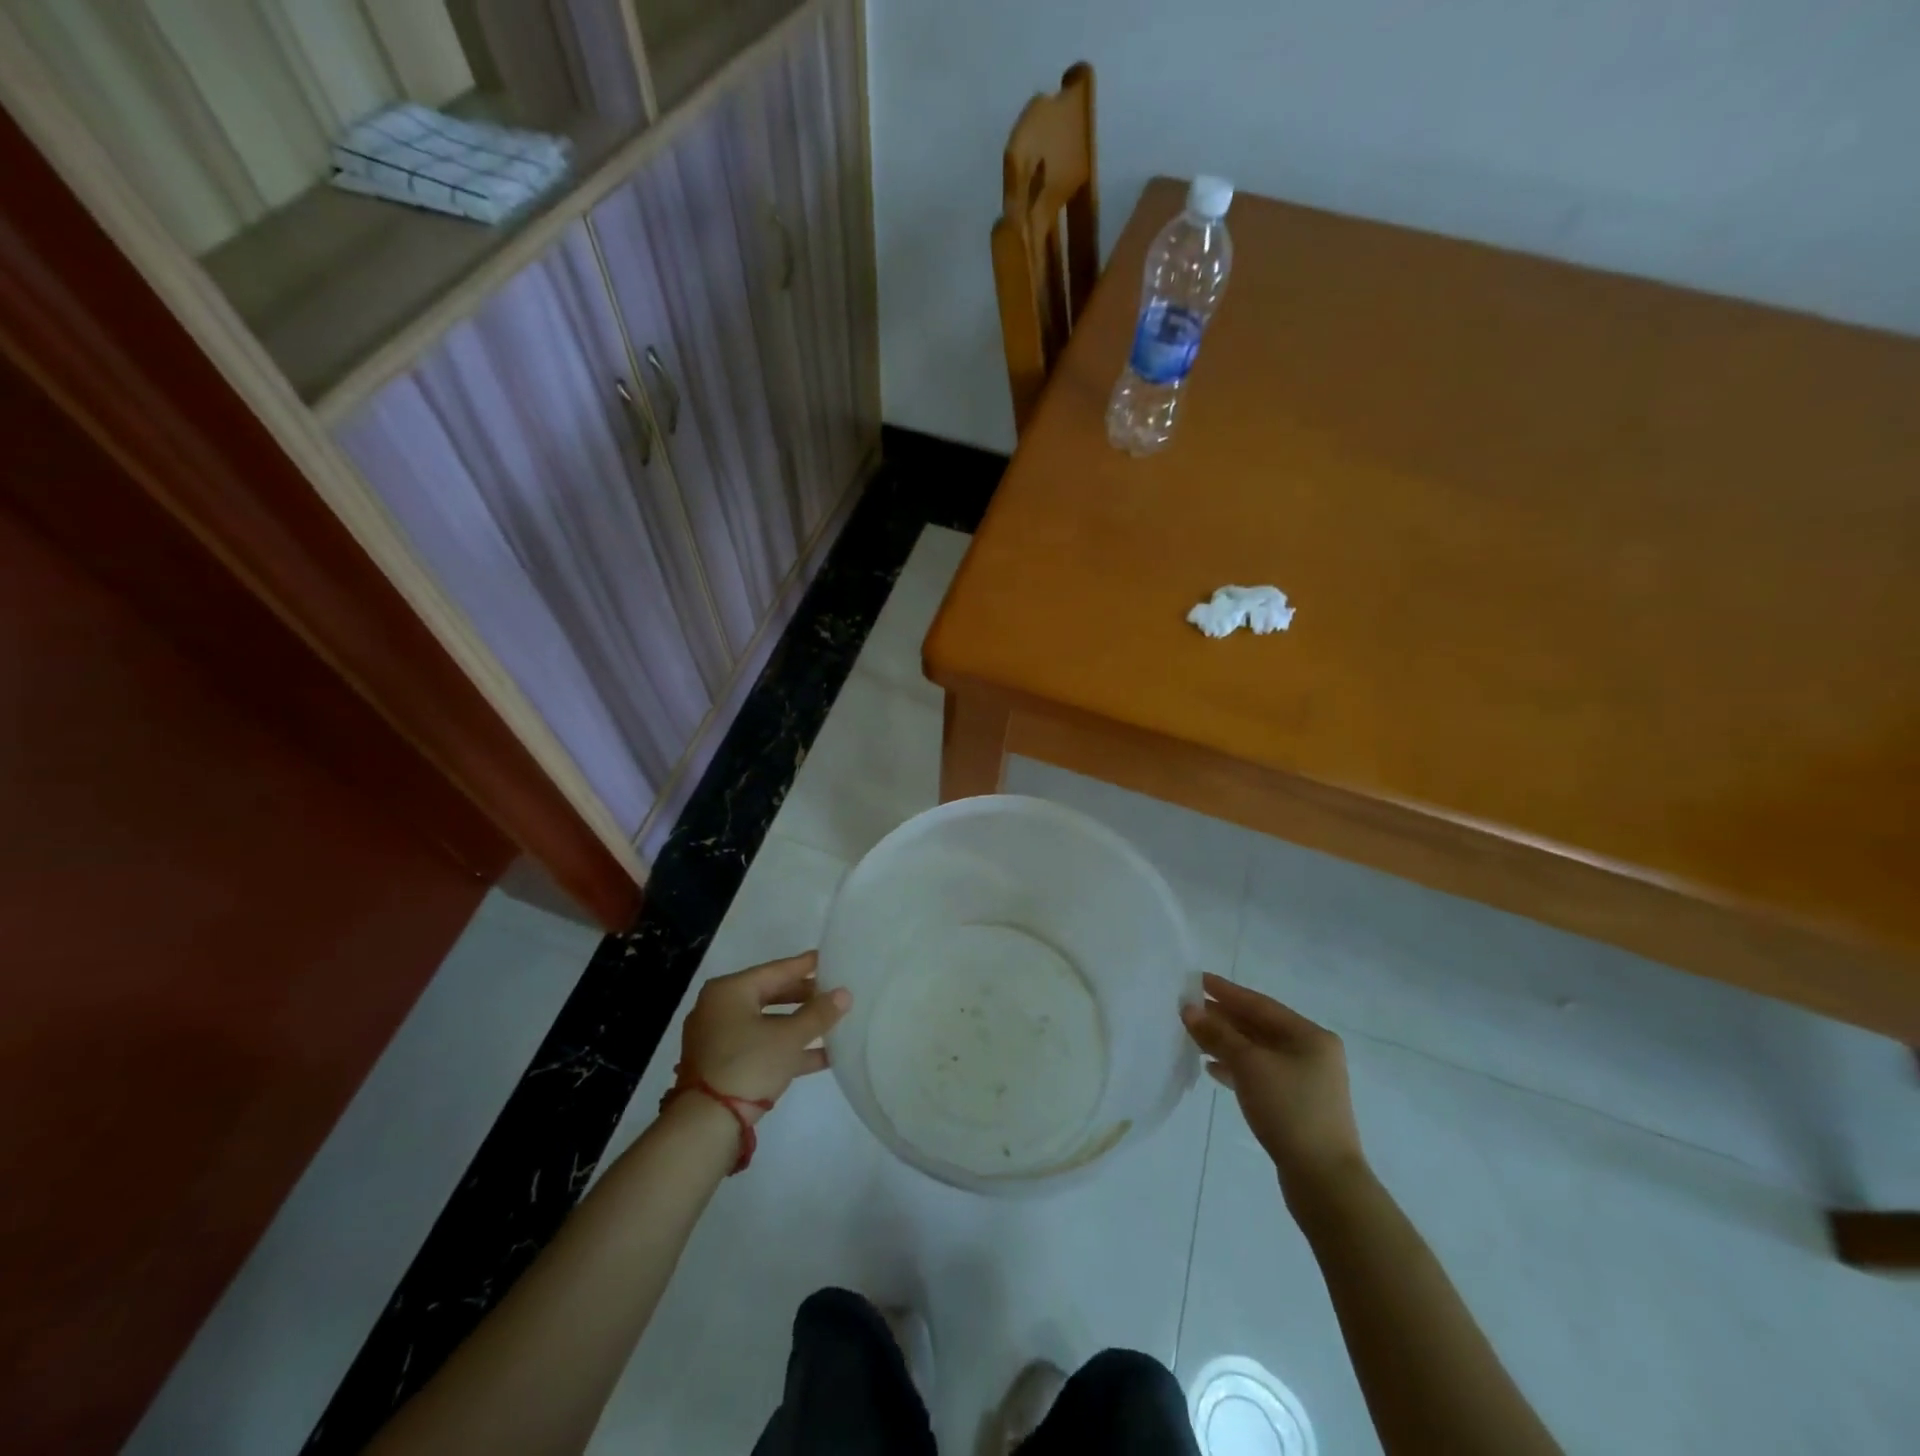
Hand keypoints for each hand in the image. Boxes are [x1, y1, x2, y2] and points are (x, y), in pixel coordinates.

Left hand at [678, 952, 850, 1123]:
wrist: (706, 1124)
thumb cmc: (748, 1064)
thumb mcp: (789, 1037)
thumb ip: (818, 1014)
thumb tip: (844, 994)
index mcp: (729, 991)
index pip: (776, 970)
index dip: (805, 966)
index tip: (828, 958)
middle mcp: (719, 1008)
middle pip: (770, 995)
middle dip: (804, 997)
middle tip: (833, 992)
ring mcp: (719, 1039)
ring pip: (767, 1023)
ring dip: (799, 1025)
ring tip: (832, 1023)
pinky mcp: (723, 1065)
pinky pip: (761, 1046)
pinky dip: (786, 1048)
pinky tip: (822, 1056)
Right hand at [1181, 973, 1365, 1196]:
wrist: (1324, 1180)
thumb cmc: (1289, 1110)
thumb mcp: (1249, 1065)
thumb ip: (1218, 1034)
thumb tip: (1189, 1009)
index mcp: (1309, 1035)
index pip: (1259, 1004)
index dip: (1226, 991)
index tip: (1196, 980)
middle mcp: (1311, 1052)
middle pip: (1259, 1026)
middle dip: (1223, 1018)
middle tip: (1188, 1008)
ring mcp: (1305, 1080)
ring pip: (1258, 1051)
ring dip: (1226, 1043)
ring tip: (1193, 1037)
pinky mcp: (1296, 1105)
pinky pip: (1260, 1074)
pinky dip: (1236, 1068)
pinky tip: (1211, 1069)